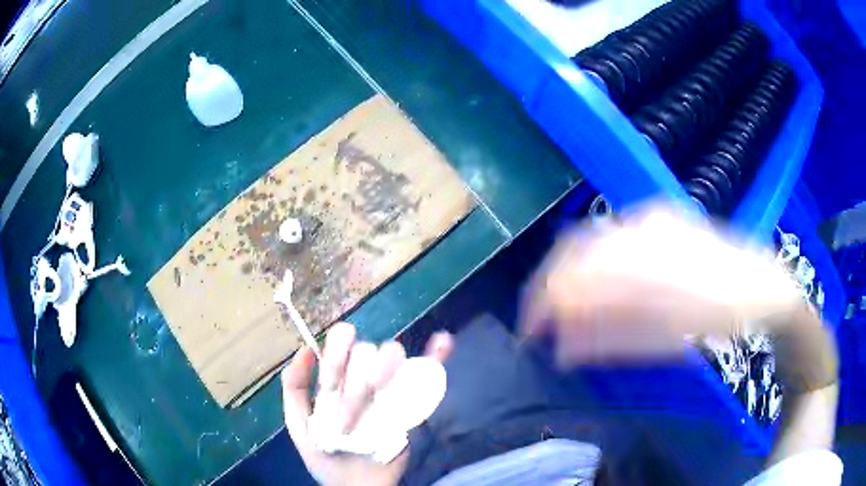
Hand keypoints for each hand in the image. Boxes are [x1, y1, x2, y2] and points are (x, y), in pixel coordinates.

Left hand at [282, 322, 453, 485]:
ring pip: (393, 357)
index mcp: (337, 382)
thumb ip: (294, 390)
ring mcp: (390, 389)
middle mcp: (363, 378)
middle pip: (366, 352)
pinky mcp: (413, 404)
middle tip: (355, 403)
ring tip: (377, 388)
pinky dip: (437, 355)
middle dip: (359, 374)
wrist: (357, 485)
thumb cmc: (326, 456)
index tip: (335, 370)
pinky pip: (429, 374)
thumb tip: (304, 350)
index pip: (339, 347)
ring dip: (386, 365)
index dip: (336, 350)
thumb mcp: (299, 425)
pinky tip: (442, 341)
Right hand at [520, 206, 803, 365]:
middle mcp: (641, 224)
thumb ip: (612, 338)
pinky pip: (613, 241)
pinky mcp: (659, 221)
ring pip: (592, 243)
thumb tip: (562, 349)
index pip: (575, 268)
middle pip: (576, 249)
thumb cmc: (721, 315)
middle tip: (546, 324)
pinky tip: (601, 294)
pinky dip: (597, 270)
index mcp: (646, 251)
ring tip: (571, 315)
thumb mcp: (668, 337)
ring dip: (574, 280)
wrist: (762, 284)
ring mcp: (650, 218)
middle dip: (553, 288)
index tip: (532, 332)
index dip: (546, 301)